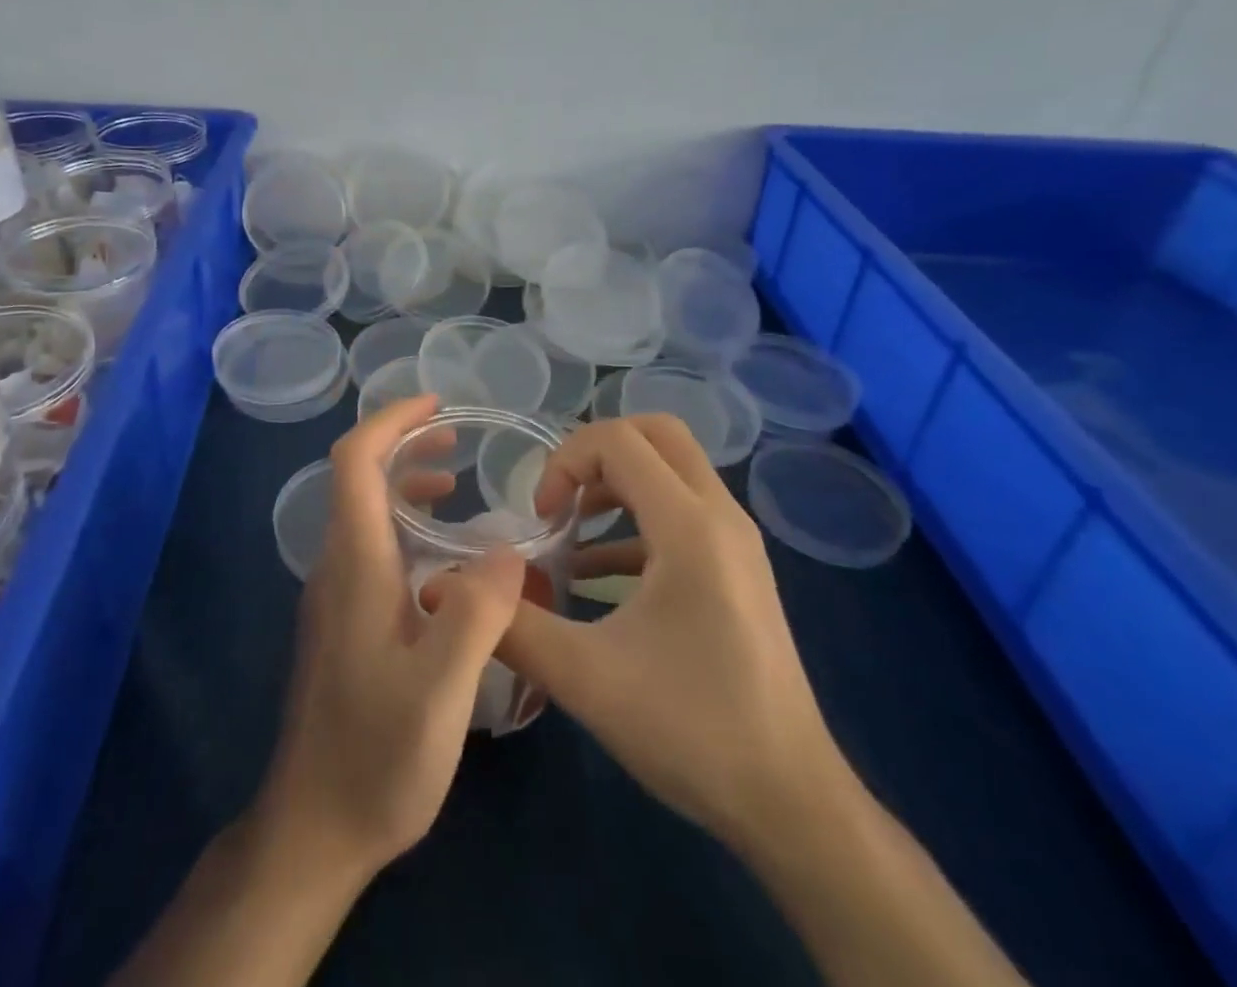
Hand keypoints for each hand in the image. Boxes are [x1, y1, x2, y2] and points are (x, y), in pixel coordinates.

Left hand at [256, 394, 525, 880]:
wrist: (313, 829)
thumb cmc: (375, 757)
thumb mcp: (440, 691)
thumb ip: (476, 614)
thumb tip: (506, 548)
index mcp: (355, 564)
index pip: (355, 461)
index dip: (391, 421)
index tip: (436, 405)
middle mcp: (337, 567)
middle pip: (358, 478)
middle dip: (404, 444)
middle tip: (457, 439)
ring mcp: (336, 596)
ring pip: (365, 514)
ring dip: (405, 485)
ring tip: (456, 485)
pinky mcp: (345, 622)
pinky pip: (373, 548)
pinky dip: (406, 527)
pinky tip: (447, 561)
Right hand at [501, 416, 849, 849]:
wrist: (791, 803)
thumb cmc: (692, 730)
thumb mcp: (586, 679)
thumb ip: (511, 625)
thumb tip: (445, 589)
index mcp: (690, 527)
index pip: (619, 440)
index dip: (565, 462)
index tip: (541, 519)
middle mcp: (721, 516)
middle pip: (656, 433)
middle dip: (596, 453)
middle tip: (560, 501)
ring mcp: (736, 542)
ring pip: (673, 468)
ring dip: (616, 483)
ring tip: (571, 532)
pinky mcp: (737, 569)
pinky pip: (683, 512)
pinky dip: (636, 521)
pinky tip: (597, 575)